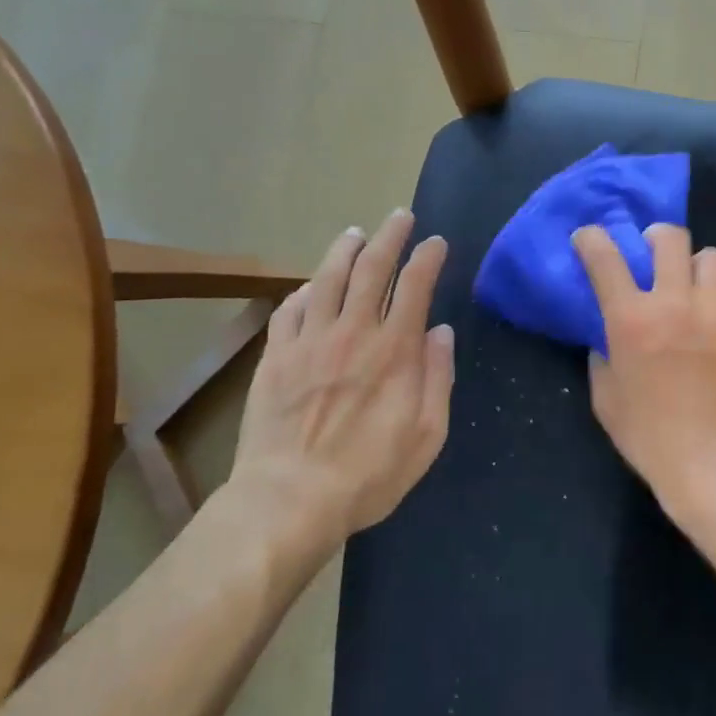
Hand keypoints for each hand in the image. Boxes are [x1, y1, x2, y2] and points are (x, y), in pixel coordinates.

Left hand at [231, 210, 454, 539]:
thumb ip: (437, 377)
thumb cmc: (369, 474)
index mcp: (394, 350)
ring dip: (344, 250)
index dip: (427, 257)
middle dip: (389, 236)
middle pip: (371, 269)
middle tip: (399, 216)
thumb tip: (440, 332)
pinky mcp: (276, 357)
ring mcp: (309, 341)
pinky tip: (309, 287)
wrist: (289, 499)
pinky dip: (303, 291)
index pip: (415, 286)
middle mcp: (352, 333)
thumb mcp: (427, 435)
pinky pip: (289, 310)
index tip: (436, 242)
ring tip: (355, 234)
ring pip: (327, 279)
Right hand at [572, 223, 715, 515]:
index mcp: (630, 319)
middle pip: (670, 239)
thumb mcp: (606, 398)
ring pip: (711, 257)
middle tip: (652, 251)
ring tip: (691, 283)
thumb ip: (603, 358)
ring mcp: (714, 313)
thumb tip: (608, 340)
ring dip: (695, 264)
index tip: (587, 238)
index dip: (592, 239)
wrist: (710, 463)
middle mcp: (673, 304)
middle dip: (656, 237)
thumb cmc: (648, 436)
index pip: (605, 258)